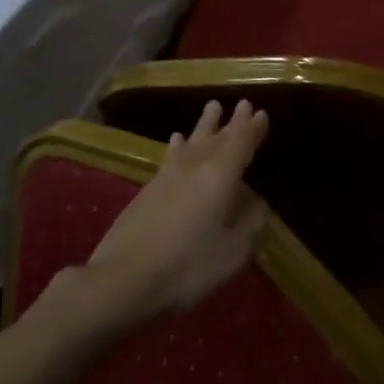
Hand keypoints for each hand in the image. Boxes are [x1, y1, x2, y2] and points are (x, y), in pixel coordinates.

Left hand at [77, 98, 270, 327]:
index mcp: (219, 177)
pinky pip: (170, 156)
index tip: (260, 113)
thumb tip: (257, 204)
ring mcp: (166, 177)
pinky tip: (176, 141)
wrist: (123, 279)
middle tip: (242, 104)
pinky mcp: (147, 191)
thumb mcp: (233, 253)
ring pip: (191, 141)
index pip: (240, 144)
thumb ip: (250, 225)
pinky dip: (178, 145)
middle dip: (232, 122)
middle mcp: (194, 167)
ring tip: (211, 107)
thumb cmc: (187, 267)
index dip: (252, 129)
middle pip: (216, 138)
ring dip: (204, 125)